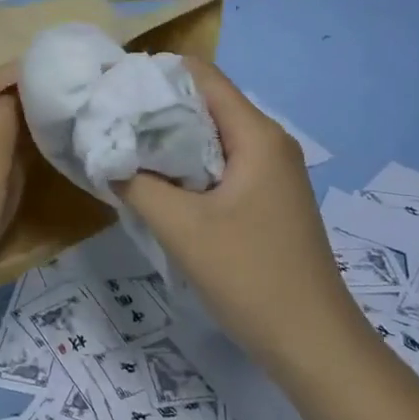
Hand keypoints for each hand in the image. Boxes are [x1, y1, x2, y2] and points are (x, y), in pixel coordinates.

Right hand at [116, 60, 356, 375]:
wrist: (314, 345)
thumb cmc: (250, 277)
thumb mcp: (182, 228)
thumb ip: (137, 183)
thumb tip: (104, 155)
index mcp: (256, 135)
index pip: (201, 75)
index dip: (154, 74)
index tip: (111, 88)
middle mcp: (269, 142)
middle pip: (206, 103)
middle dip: (156, 108)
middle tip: (108, 119)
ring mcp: (272, 172)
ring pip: (212, 136)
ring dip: (170, 140)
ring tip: (123, 149)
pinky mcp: (268, 199)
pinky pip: (221, 164)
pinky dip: (187, 165)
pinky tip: (157, 184)